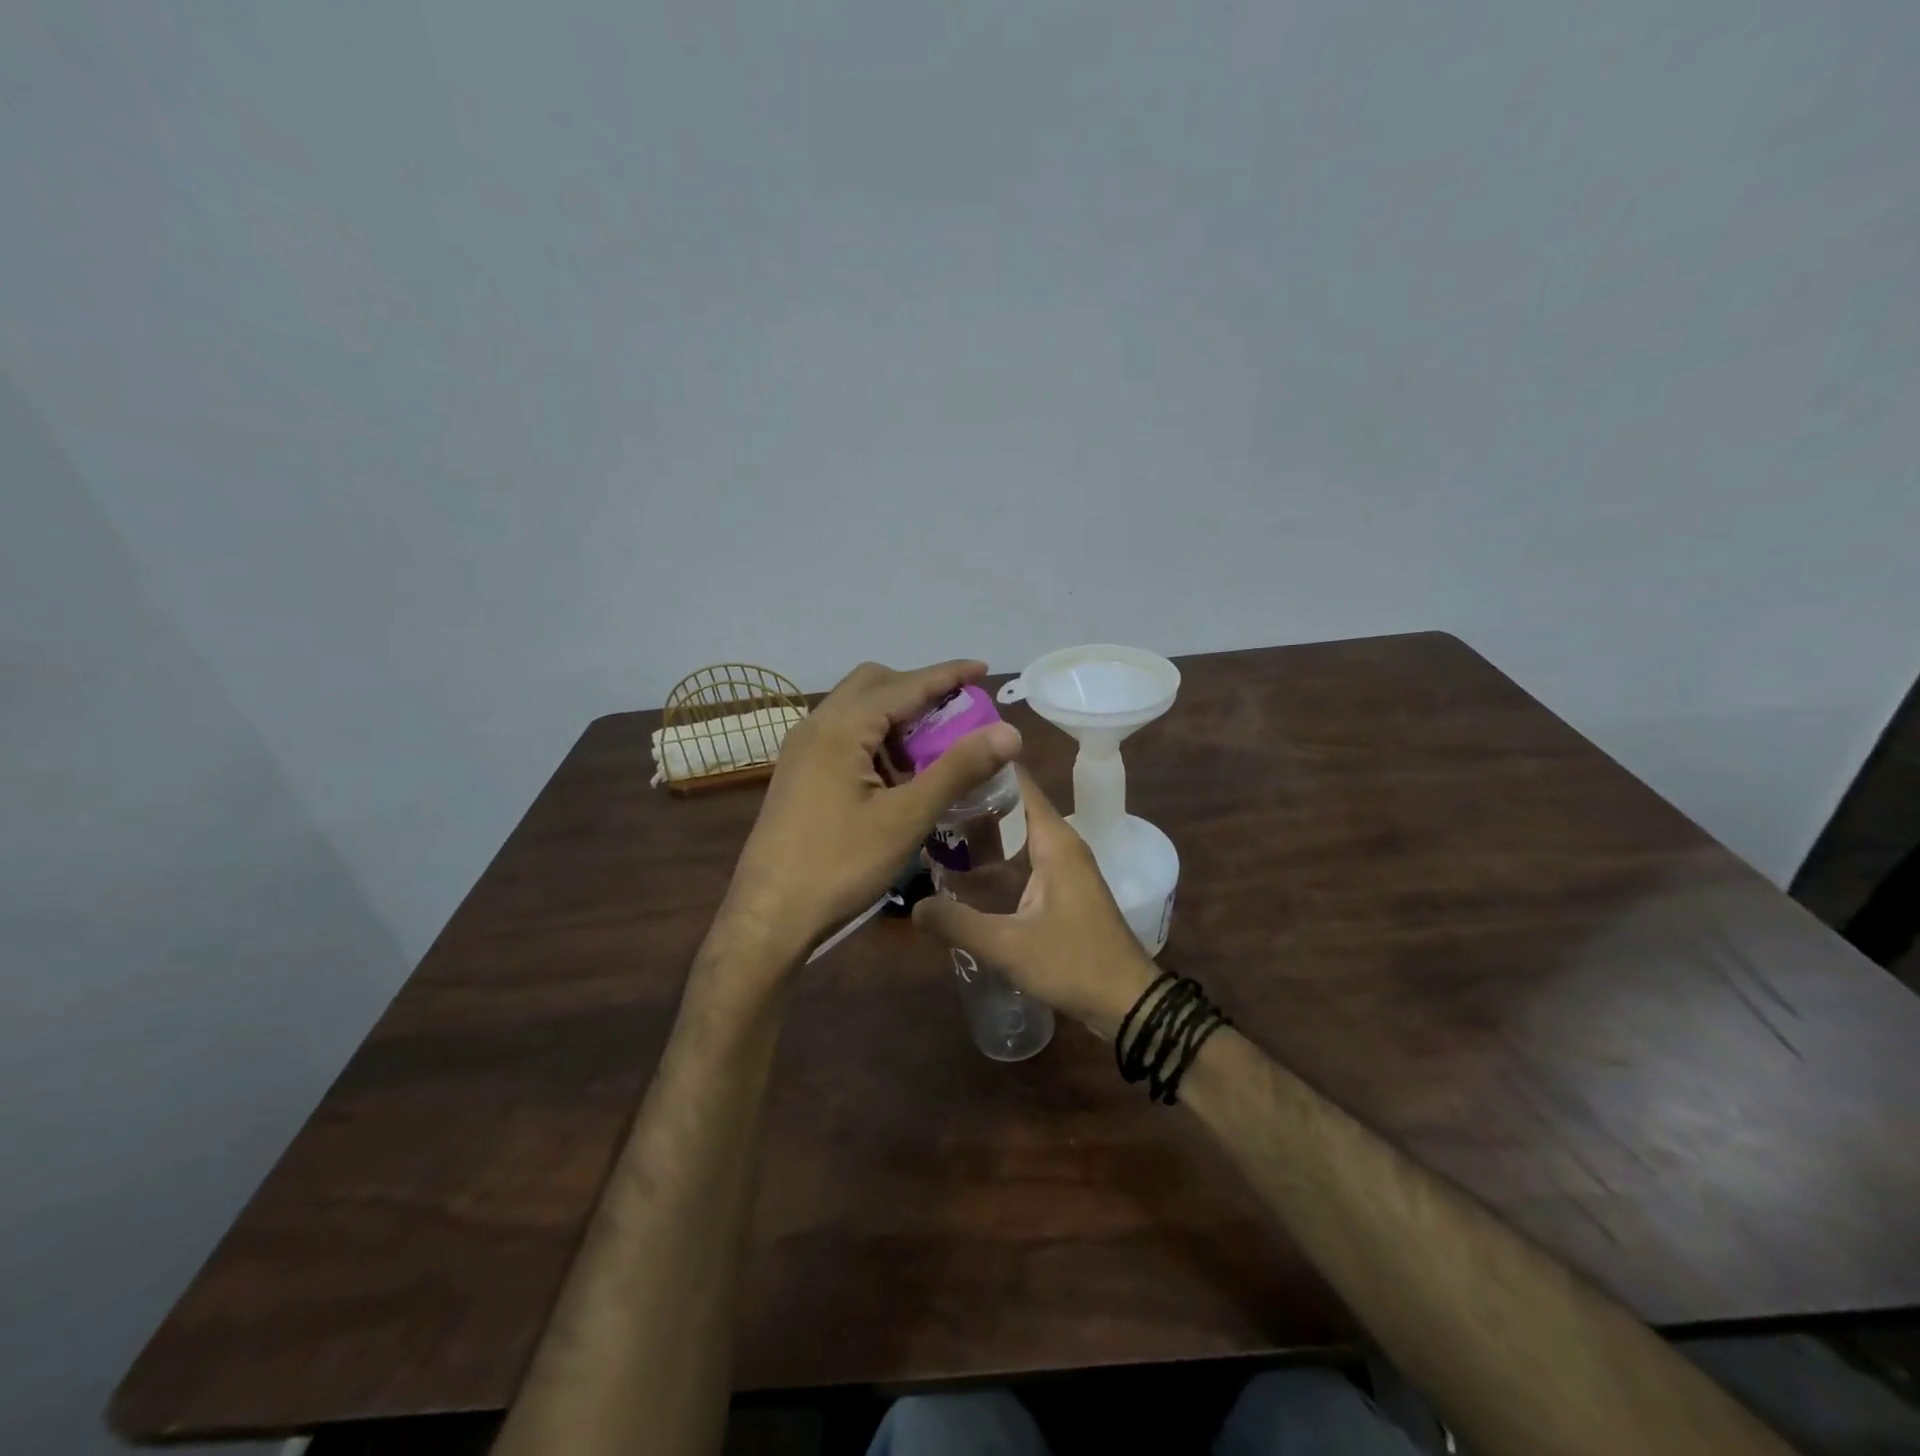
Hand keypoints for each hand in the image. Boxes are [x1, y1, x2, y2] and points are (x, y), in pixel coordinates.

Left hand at [722, 660, 1021, 962]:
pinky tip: (895, 776)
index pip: (905, 684)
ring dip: (896, 716)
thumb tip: (1009, 731)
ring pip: (857, 710)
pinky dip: (876, 739)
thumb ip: (958, 768)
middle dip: (918, 690)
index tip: (982, 668)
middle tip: (956, 714)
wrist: (769, 915)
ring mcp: (802, 749)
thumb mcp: (906, 817)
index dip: (947, 674)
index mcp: (841, 728)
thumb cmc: (839, 866)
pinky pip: (844, 736)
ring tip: (931, 750)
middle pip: (874, 684)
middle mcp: (816, 725)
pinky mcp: (799, 772)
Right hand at [913, 768, 1158, 1038]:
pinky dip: (997, 854)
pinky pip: (1024, 855)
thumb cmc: (1074, 963)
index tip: (942, 762)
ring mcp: (1065, 865)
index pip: (1018, 782)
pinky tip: (965, 869)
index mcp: (1054, 840)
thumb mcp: (1008, 946)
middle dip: (973, 799)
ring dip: (984, 829)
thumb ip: (958, 923)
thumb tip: (913, 905)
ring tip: (935, 828)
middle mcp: (1061, 842)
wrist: (1128, 1001)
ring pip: (1018, 831)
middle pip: (1014, 804)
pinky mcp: (1063, 886)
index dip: (983, 766)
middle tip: (926, 799)